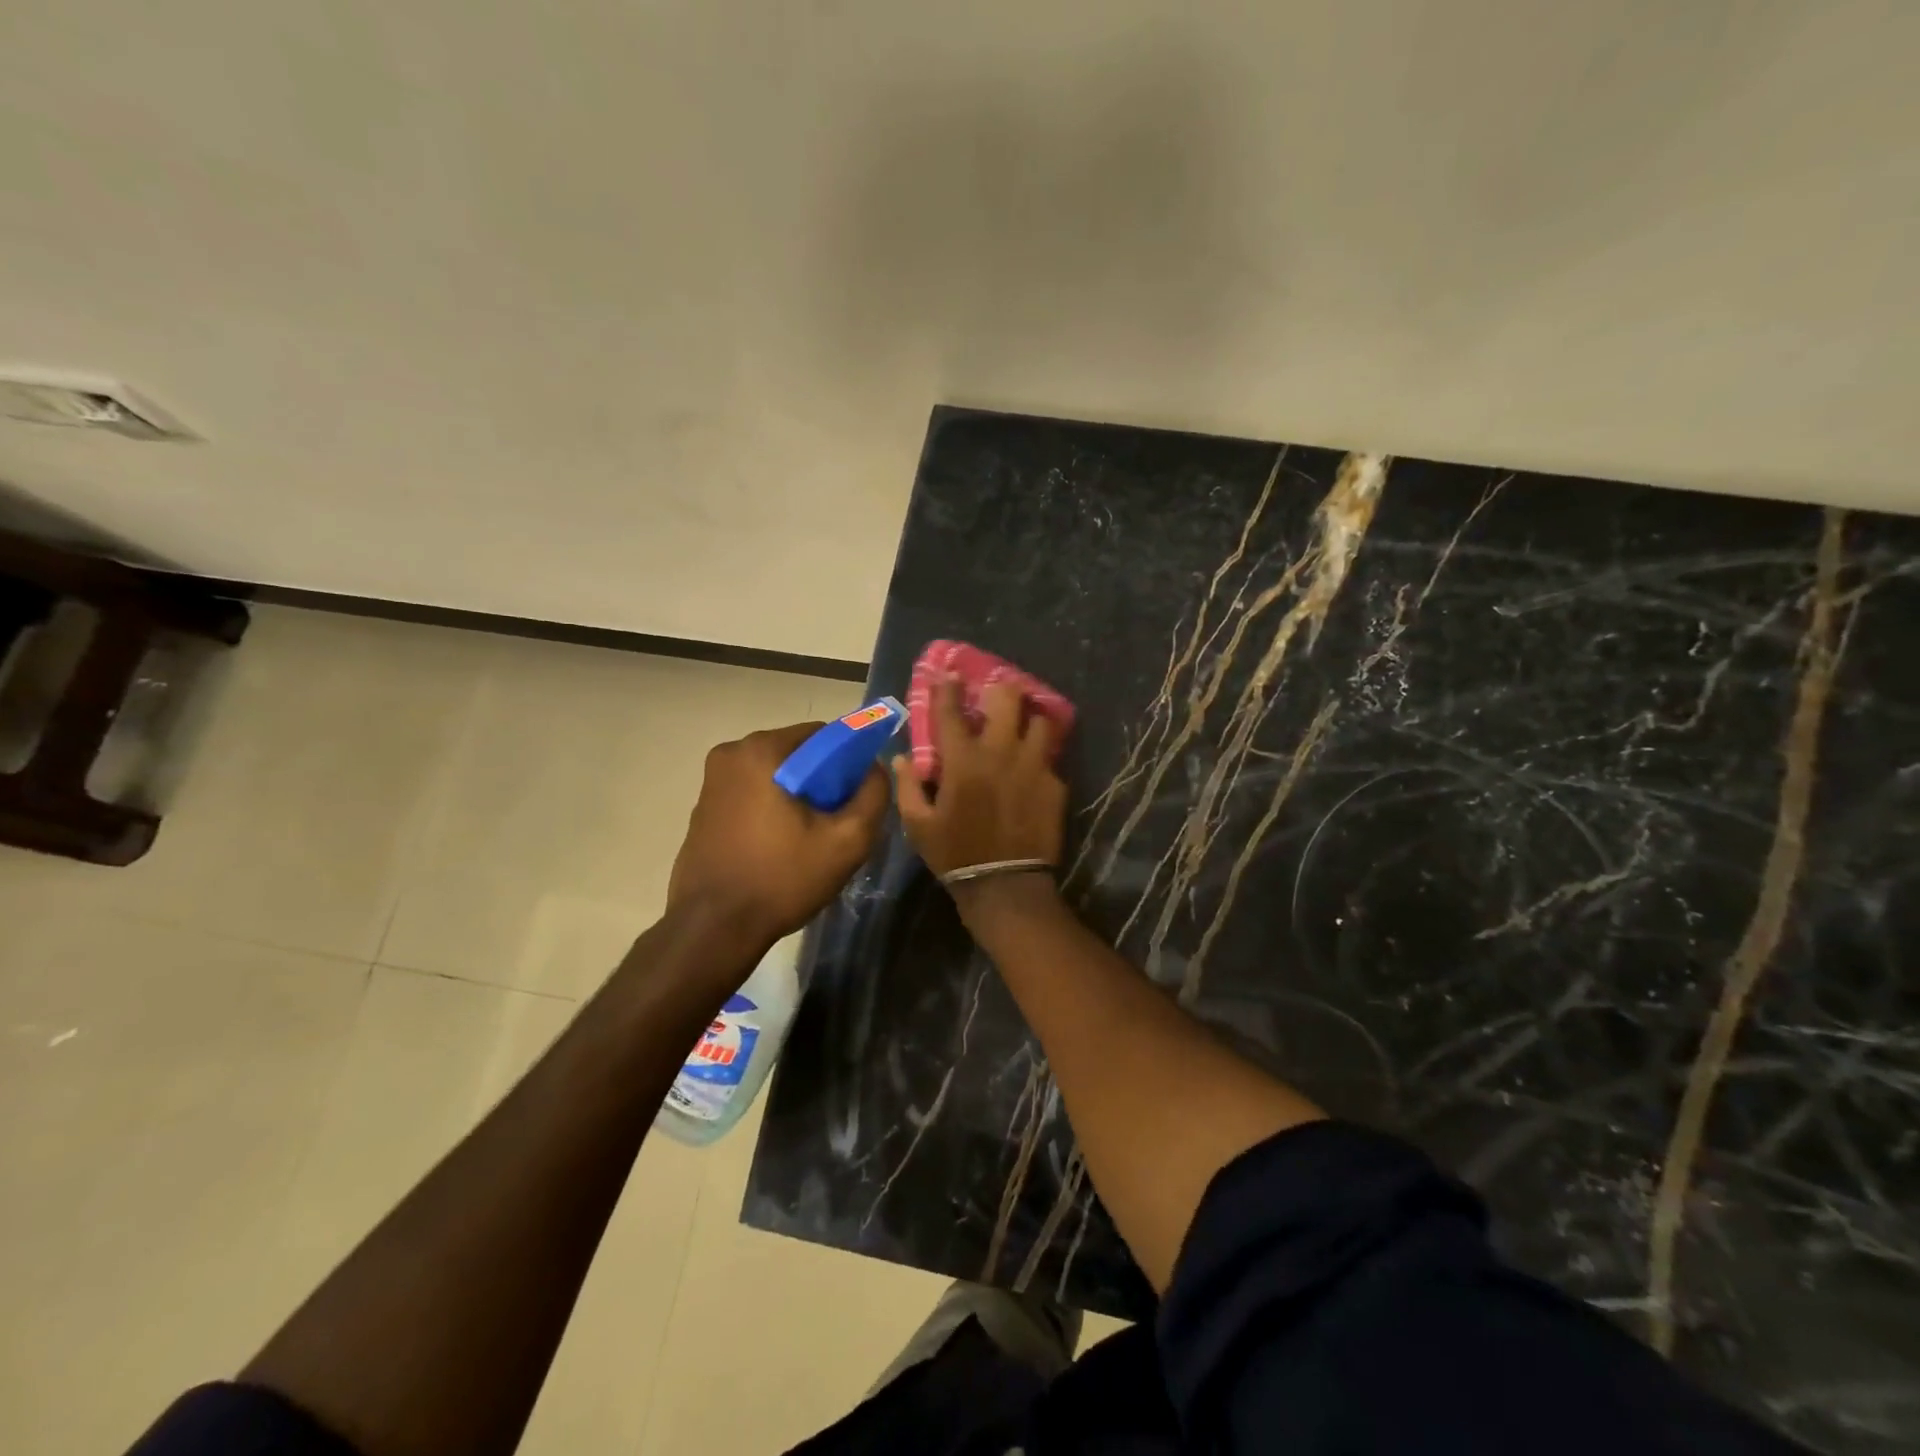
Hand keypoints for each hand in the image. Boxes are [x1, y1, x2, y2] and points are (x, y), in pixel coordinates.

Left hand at [668, 722, 890, 945]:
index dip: (849, 761)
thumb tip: (874, 769)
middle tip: (837, 821)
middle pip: (797, 754)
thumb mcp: (847, 841)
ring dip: (797, 796)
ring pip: (775, 775)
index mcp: (760, 750)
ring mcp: (711, 782)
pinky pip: (752, 794)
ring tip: (810, 838)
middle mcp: (730, 754)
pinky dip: (772, 808)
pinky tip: (781, 846)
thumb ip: (873, 795)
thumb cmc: (782, 879)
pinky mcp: (703, 808)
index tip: (856, 796)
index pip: (822, 735)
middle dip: (822, 780)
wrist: (713, 929)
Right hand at [894, 679, 1067, 880]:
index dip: (947, 688)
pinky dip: (1040, 758)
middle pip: (1009, 700)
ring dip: (1029, 721)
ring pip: (1040, 722)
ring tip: (1023, 728)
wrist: (1005, 885)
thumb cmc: (955, 853)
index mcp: (963, 761)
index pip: (951, 712)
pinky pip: (1050, 759)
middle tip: (998, 696)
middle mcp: (1001, 754)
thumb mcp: (918, 826)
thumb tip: (901, 759)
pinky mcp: (1055, 785)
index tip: (948, 674)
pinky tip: (1033, 770)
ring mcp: (1033, 767)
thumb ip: (908, 787)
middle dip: (1002, 690)